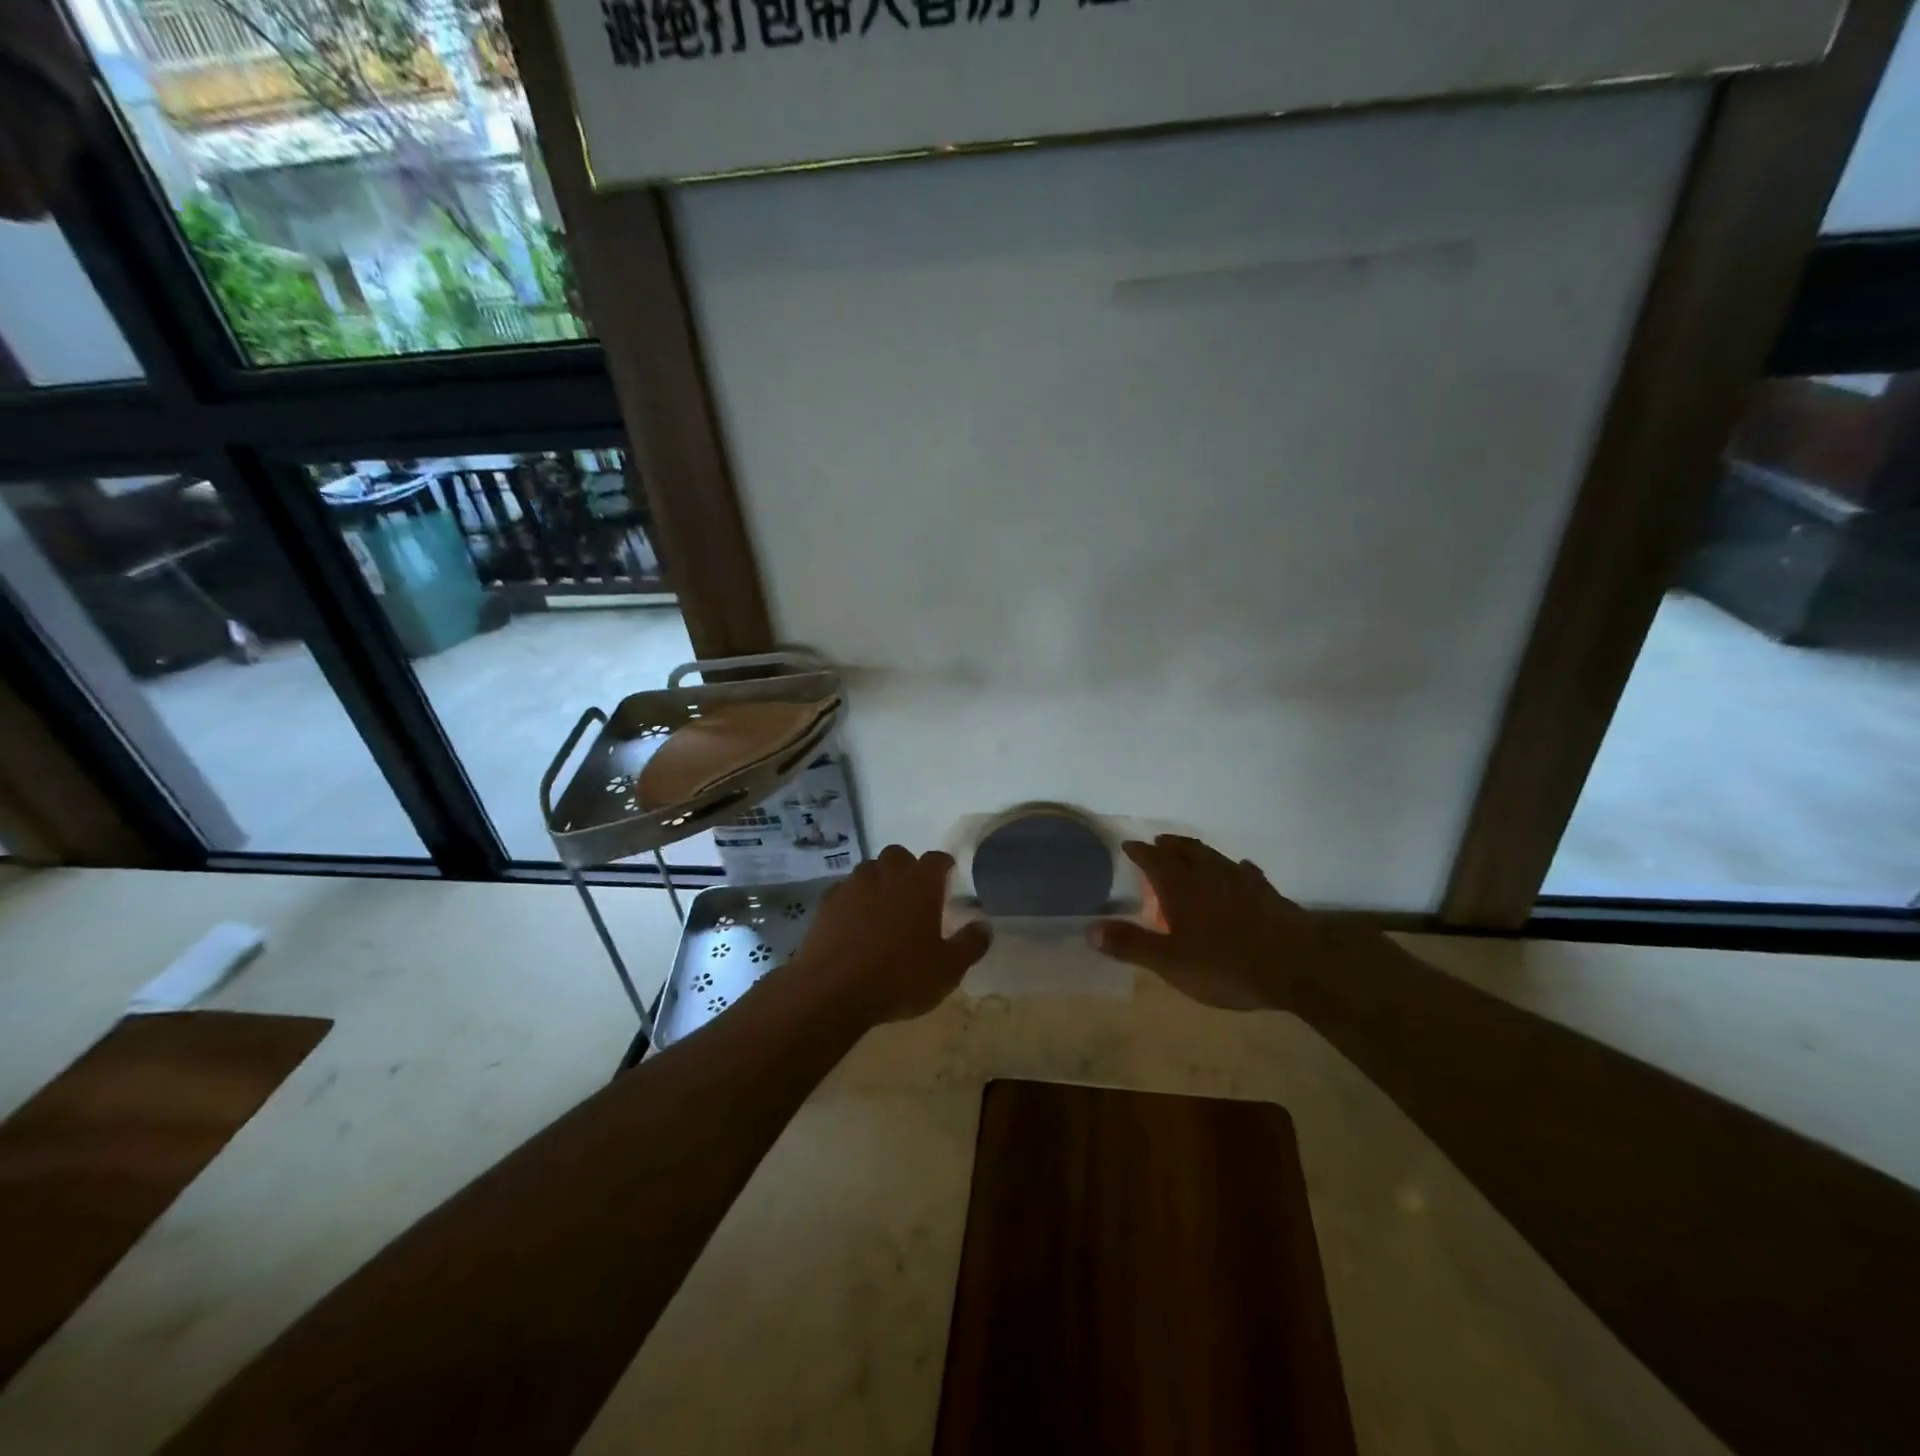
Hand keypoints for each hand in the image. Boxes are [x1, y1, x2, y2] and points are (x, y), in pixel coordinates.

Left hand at [794, 846, 991, 1025]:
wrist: (831, 991)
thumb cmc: (899, 977)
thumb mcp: (948, 969)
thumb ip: (970, 944)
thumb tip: (985, 925)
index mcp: (920, 884)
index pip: (937, 859)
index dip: (944, 865)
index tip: (949, 877)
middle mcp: (886, 874)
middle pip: (899, 856)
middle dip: (908, 868)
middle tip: (914, 895)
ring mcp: (852, 886)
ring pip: (869, 870)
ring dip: (879, 881)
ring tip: (884, 910)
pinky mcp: (826, 903)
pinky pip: (845, 891)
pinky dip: (853, 900)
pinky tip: (855, 925)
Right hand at [1089, 835, 1321, 1010]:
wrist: (1296, 966)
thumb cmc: (1225, 964)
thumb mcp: (1170, 962)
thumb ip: (1131, 944)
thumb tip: (1090, 930)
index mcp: (1181, 887)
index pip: (1154, 860)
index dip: (1140, 852)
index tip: (1129, 845)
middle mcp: (1209, 874)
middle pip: (1185, 850)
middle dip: (1169, 846)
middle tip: (1158, 843)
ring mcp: (1242, 881)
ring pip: (1214, 857)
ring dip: (1198, 852)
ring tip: (1190, 852)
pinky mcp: (1268, 894)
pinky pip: (1246, 873)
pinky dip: (1235, 870)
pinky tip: (1239, 872)